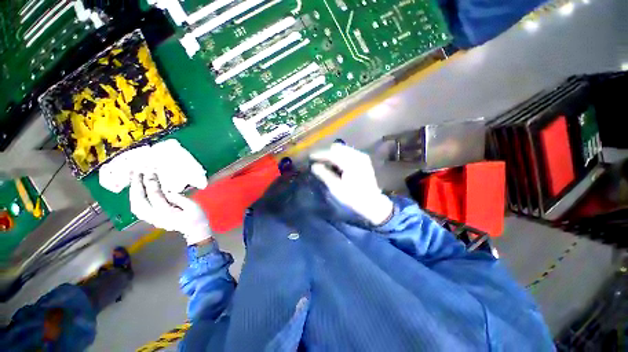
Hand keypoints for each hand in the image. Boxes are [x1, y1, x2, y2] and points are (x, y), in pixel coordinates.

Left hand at [130, 173, 211, 244]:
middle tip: (136, 173)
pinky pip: (138, 209)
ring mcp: (151, 219)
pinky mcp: (151, 219)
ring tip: (134, 180)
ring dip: (133, 192)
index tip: (150, 171)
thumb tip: (168, 191)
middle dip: (136, 185)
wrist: (195, 230)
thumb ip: (179, 198)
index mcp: (166, 212)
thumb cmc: (197, 217)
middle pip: (139, 200)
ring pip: (135, 205)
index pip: (154, 195)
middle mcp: (154, 216)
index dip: (151, 182)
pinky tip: (137, 192)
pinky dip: (134, 199)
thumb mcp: (193, 206)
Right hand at [310, 143, 393, 224]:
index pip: (332, 154)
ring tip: (326, 162)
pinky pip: (349, 152)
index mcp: (350, 163)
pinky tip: (337, 163)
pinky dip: (341, 155)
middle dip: (327, 153)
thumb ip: (325, 175)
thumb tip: (314, 166)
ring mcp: (362, 157)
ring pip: (343, 149)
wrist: (372, 202)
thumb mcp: (336, 188)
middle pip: (338, 148)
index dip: (320, 154)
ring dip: (334, 153)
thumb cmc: (353, 197)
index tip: (311, 156)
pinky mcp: (364, 159)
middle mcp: (357, 156)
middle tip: (318, 160)